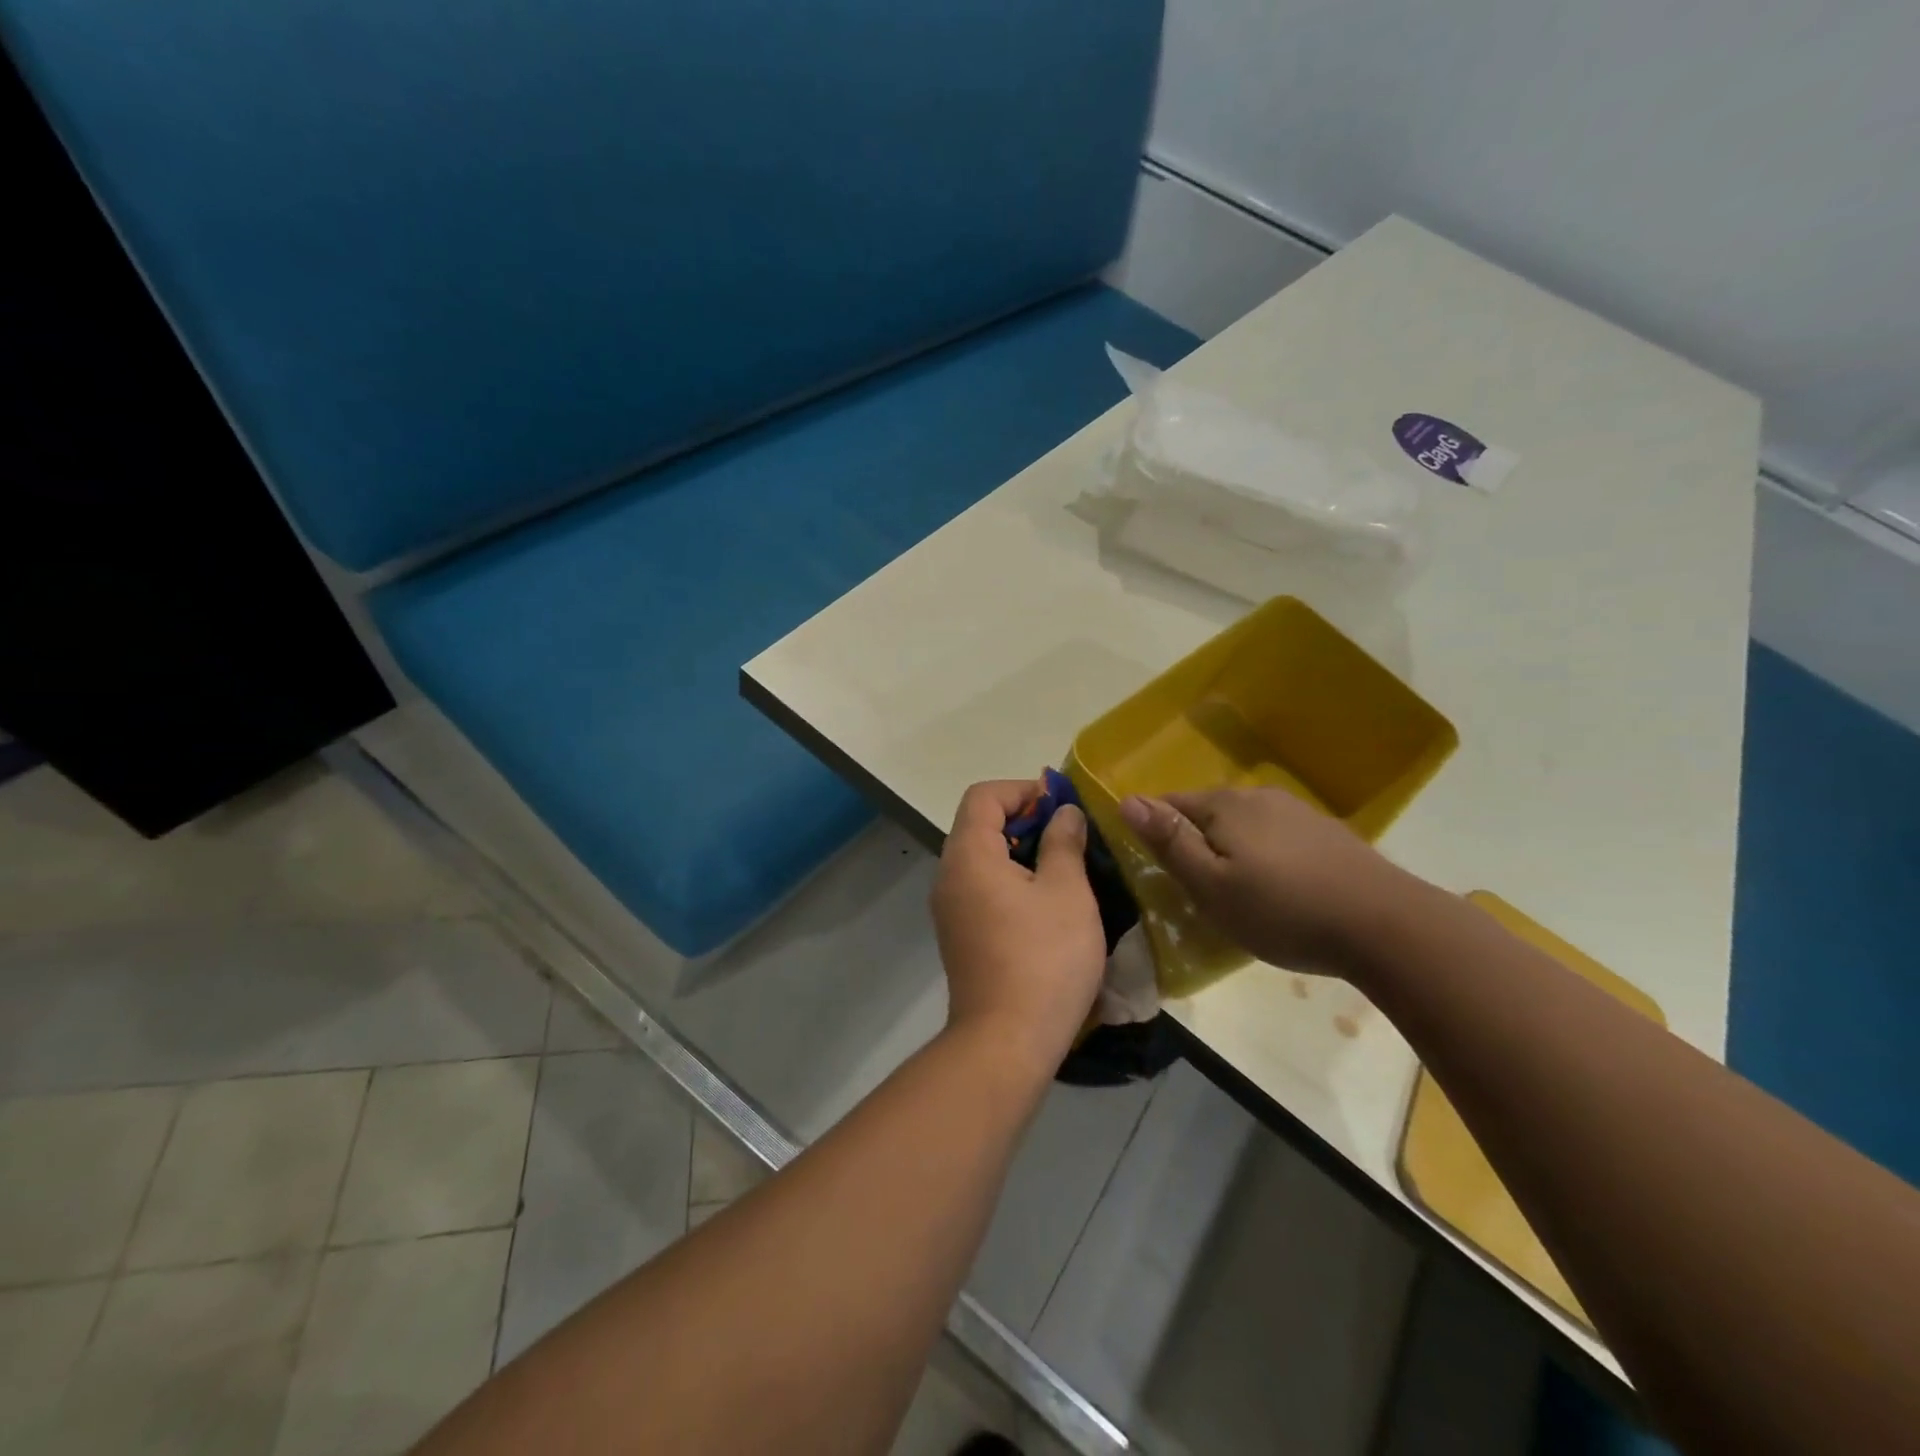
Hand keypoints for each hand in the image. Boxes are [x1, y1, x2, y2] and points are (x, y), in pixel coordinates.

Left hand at [932, 780, 1107, 1073]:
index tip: (1061, 806)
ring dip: (1021, 852)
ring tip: (1064, 868)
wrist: (1006, 1041)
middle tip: (1069, 836)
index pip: (983, 796)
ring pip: (982, 859)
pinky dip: (1010, 880)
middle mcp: (949, 876)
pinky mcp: (959, 936)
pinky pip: (981, 888)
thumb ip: (1063, 843)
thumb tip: (1064, 814)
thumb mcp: (1067, 892)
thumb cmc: (1043, 958)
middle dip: (1025, 820)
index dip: (1023, 790)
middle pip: (979, 824)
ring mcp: (950, 909)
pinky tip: (1046, 904)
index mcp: (968, 855)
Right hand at [1119, 787, 1415, 978]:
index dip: (1155, 833)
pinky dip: (1266, 858)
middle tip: (1197, 892)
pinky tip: (1281, 890)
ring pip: (1244, 827)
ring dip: (1232, 852)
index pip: (1170, 804)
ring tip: (1239, 895)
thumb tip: (1127, 800)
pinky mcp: (1326, 834)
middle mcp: (1258, 796)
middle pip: (1208, 814)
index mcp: (1224, 805)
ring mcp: (1297, 812)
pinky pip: (1277, 839)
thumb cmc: (1283, 910)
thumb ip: (1169, 842)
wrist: (1386, 926)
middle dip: (1195, 844)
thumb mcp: (1211, 885)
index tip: (1157, 871)